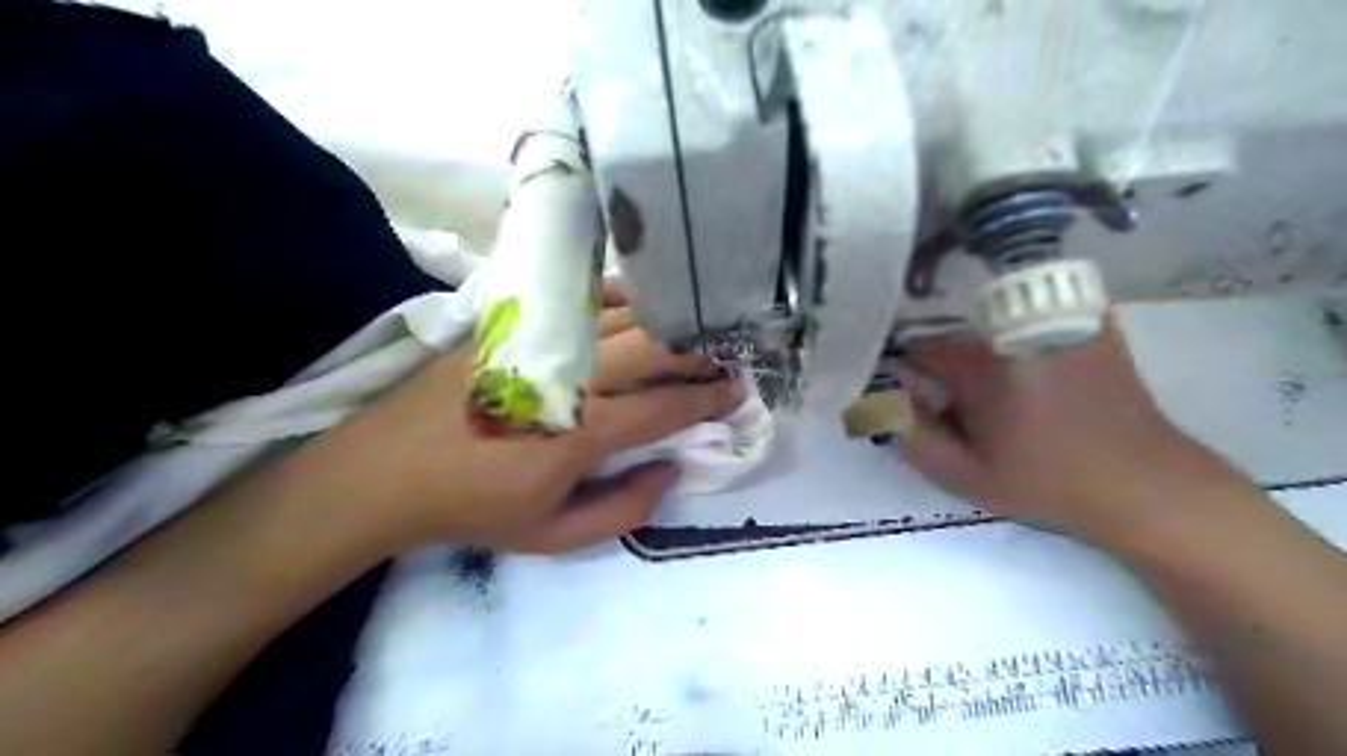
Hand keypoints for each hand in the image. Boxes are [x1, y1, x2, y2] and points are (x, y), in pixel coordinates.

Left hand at [301, 306, 741, 555]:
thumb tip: (670, 469)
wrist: (388, 469)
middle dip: (697, 352)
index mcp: (579, 432)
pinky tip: (638, 304)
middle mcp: (569, 376)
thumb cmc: (475, 507)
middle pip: (653, 348)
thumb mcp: (552, 535)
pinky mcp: (515, 324)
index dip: (707, 398)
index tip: (735, 391)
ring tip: (693, 330)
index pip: (664, 407)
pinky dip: (619, 298)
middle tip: (723, 357)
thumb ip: (623, 510)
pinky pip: (580, 300)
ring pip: (622, 317)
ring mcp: (540, 341)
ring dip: (666, 322)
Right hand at [899, 316, 1245, 547]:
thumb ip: (911, 437)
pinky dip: (1019, 344)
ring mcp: (1055, 322)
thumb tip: (880, 403)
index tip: (917, 404)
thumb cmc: (1049, 483)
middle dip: (945, 372)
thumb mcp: (965, 475)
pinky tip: (1037, 382)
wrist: (1145, 485)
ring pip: (991, 331)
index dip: (908, 377)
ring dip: (981, 359)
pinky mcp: (1088, 325)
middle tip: (961, 414)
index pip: (918, 351)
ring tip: (1000, 403)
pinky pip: (1032, 325)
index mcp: (980, 365)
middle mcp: (1014, 331)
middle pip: (955, 340)